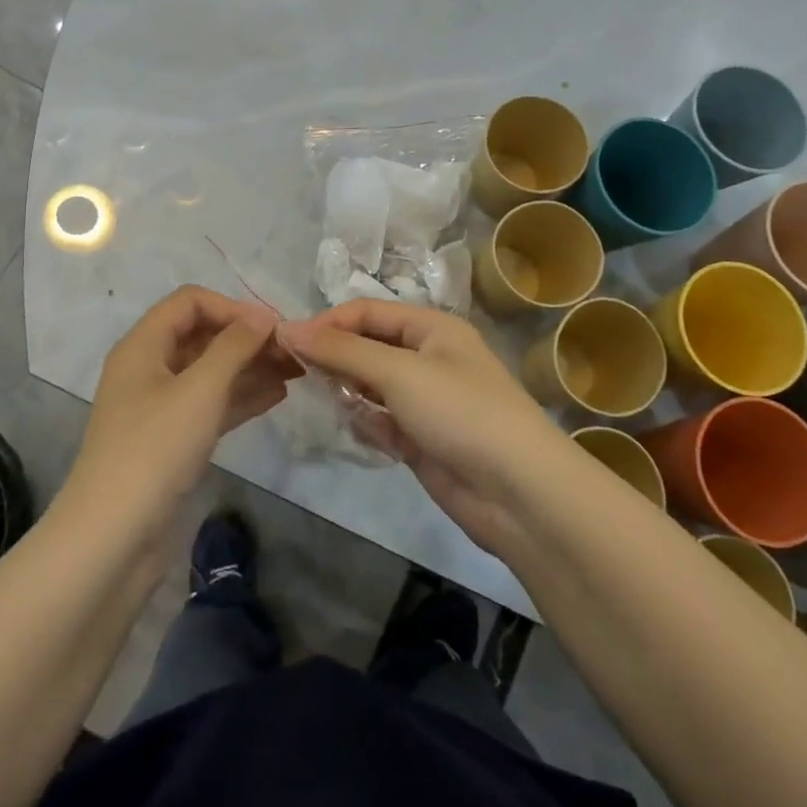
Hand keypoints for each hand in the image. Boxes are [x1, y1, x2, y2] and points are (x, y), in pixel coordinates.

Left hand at [66, 286, 300, 512]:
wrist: (113, 537)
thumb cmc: (154, 450)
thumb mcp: (199, 390)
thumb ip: (234, 347)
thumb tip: (262, 317)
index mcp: (143, 346)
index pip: (189, 303)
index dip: (231, 307)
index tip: (272, 327)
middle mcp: (149, 369)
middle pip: (202, 336)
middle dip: (247, 338)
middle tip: (294, 351)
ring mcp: (160, 407)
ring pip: (210, 372)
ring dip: (250, 367)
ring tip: (296, 371)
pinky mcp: (172, 441)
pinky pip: (211, 405)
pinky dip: (241, 397)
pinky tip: (277, 396)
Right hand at [281, 301, 566, 553]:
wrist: (519, 493)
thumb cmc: (461, 412)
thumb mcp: (398, 372)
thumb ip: (341, 351)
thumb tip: (288, 329)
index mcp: (432, 329)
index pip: (367, 312)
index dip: (327, 322)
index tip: (287, 343)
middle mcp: (428, 358)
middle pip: (368, 347)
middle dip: (335, 358)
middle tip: (295, 374)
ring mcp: (425, 402)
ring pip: (371, 386)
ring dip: (349, 392)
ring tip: (327, 402)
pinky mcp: (422, 440)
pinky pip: (381, 422)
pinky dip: (367, 424)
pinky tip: (360, 432)